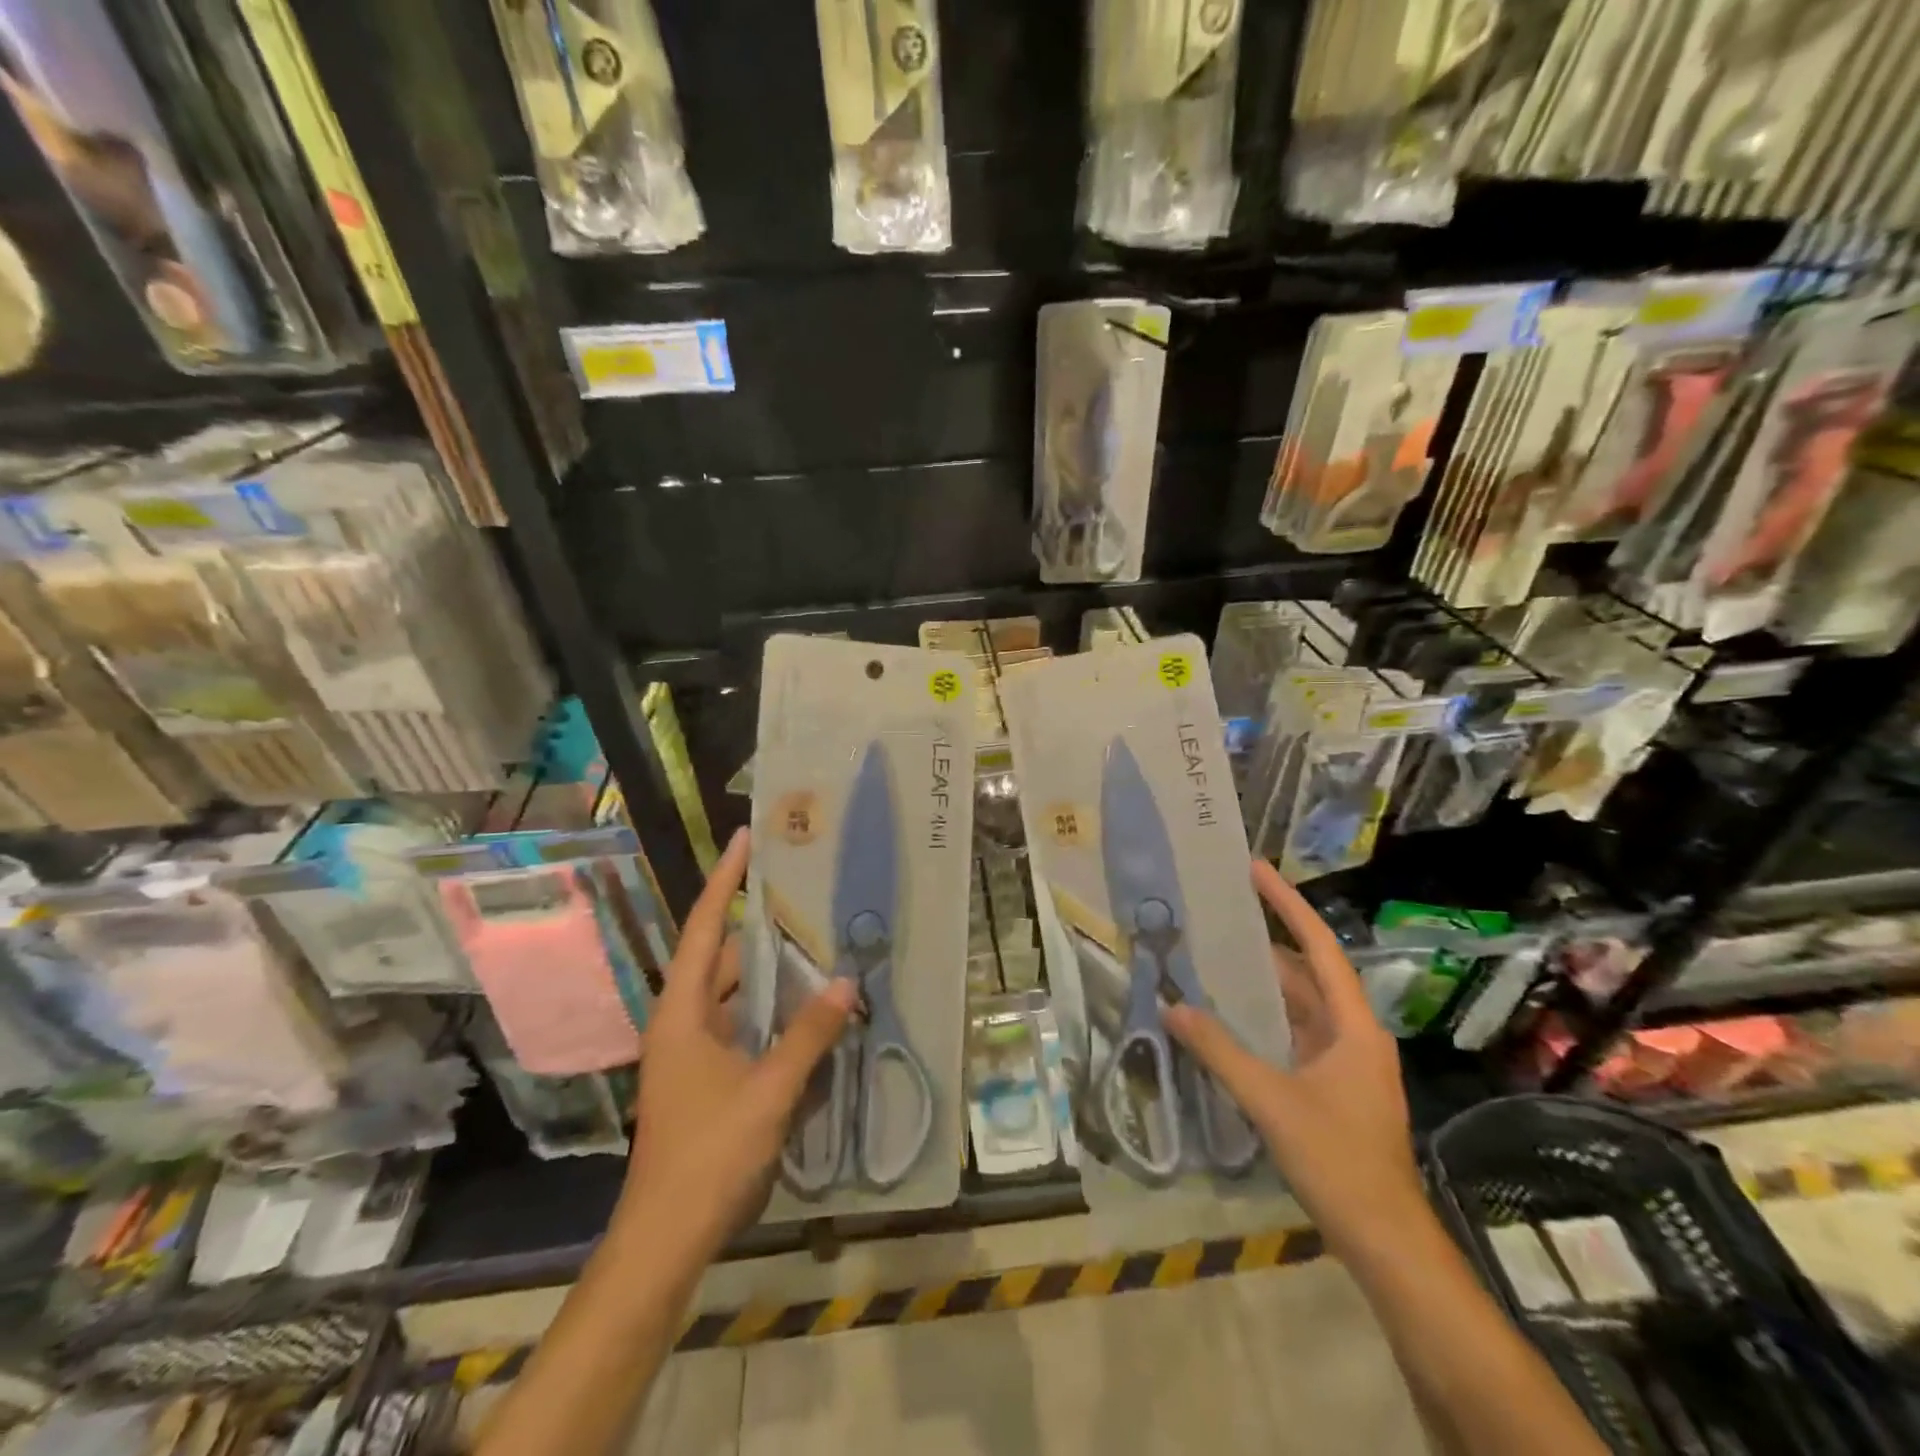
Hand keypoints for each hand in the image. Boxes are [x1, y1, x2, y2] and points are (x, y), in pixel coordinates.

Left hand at [617, 829, 855, 1261]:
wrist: (665, 1241)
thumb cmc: (708, 1155)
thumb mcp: (768, 1091)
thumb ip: (809, 1035)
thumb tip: (846, 983)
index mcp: (682, 1012)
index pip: (704, 928)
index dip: (725, 880)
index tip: (746, 839)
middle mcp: (683, 1022)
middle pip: (725, 959)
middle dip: (765, 932)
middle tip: (811, 903)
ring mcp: (693, 1052)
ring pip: (737, 996)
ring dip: (774, 978)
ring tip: (821, 950)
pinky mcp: (707, 1078)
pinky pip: (744, 1028)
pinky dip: (773, 1016)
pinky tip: (811, 1015)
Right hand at [1165, 860, 1424, 1259]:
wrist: (1384, 1239)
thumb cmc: (1338, 1161)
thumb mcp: (1271, 1101)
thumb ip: (1219, 1051)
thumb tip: (1171, 1007)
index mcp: (1353, 1026)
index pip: (1319, 947)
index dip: (1287, 905)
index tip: (1256, 870)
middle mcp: (1352, 1033)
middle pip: (1305, 973)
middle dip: (1264, 941)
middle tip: (1218, 913)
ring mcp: (1343, 1061)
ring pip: (1296, 1006)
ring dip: (1259, 983)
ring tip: (1212, 955)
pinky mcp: (1331, 1085)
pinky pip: (1291, 1034)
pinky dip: (1261, 1018)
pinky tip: (1225, 1015)